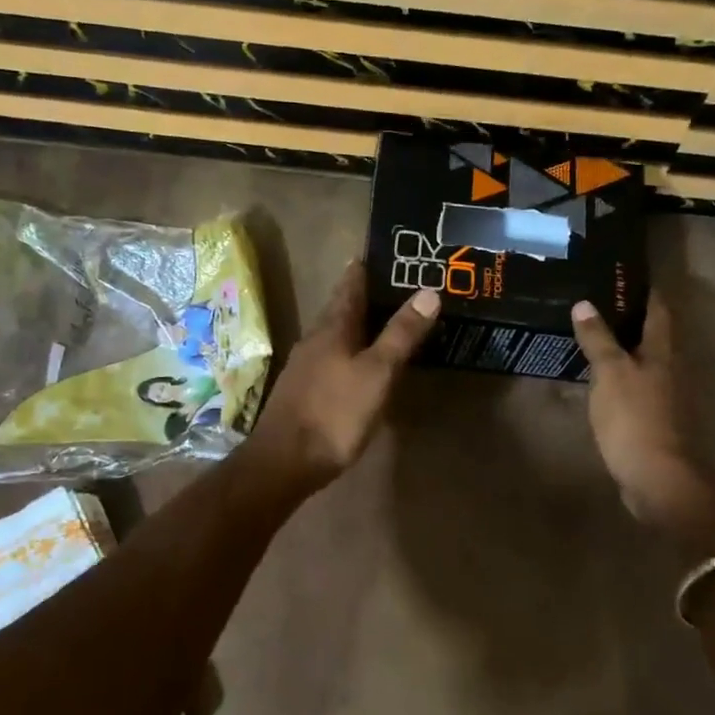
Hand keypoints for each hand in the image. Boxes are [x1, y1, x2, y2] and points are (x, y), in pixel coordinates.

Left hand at [247, 262, 437, 491]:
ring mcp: (304, 366)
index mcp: (332, 327)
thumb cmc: (335, 412)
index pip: (349, 286)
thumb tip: (429, 292)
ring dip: (355, 324)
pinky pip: (330, 358)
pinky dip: (349, 350)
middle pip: (340, 308)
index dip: (364, 269)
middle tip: (392, 285)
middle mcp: (314, 339)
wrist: (284, 461)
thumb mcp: (377, 373)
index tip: (380, 253)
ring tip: (381, 320)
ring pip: (334, 334)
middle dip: (363, 295)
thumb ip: (401, 334)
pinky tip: (358, 362)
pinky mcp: (303, 391)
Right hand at [571, 294, 706, 525]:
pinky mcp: (656, 420)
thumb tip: (584, 303)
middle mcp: (671, 368)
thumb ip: (598, 338)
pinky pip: (637, 388)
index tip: (622, 276)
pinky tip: (600, 380)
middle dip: (630, 318)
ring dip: (624, 349)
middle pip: (653, 334)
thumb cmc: (634, 418)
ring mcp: (666, 396)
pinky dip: (621, 377)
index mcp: (662, 351)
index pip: (657, 309)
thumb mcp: (610, 372)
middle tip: (597, 304)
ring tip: (593, 338)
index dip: (643, 291)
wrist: (657, 477)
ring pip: (645, 362)